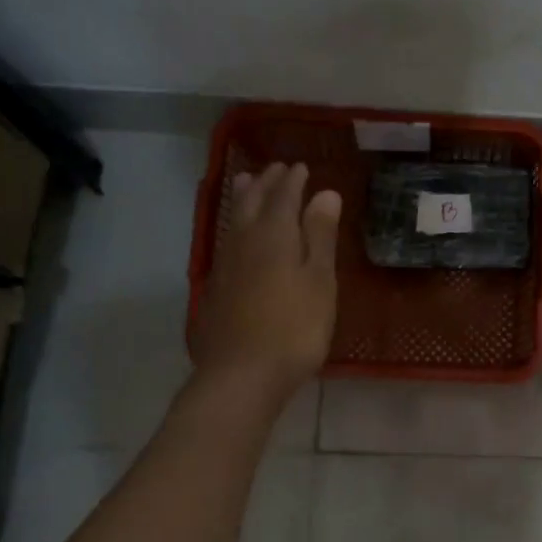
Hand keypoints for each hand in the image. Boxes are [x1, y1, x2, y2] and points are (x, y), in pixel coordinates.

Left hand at [190, 161, 340, 402]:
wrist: (242, 374)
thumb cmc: (295, 327)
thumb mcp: (320, 280)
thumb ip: (320, 236)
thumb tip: (325, 193)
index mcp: (274, 235)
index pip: (283, 197)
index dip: (293, 181)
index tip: (302, 167)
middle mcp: (244, 242)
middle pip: (252, 202)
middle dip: (266, 183)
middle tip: (276, 168)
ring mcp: (225, 266)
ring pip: (233, 219)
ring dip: (243, 197)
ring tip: (246, 182)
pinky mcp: (216, 288)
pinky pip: (226, 240)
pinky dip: (234, 225)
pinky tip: (236, 235)